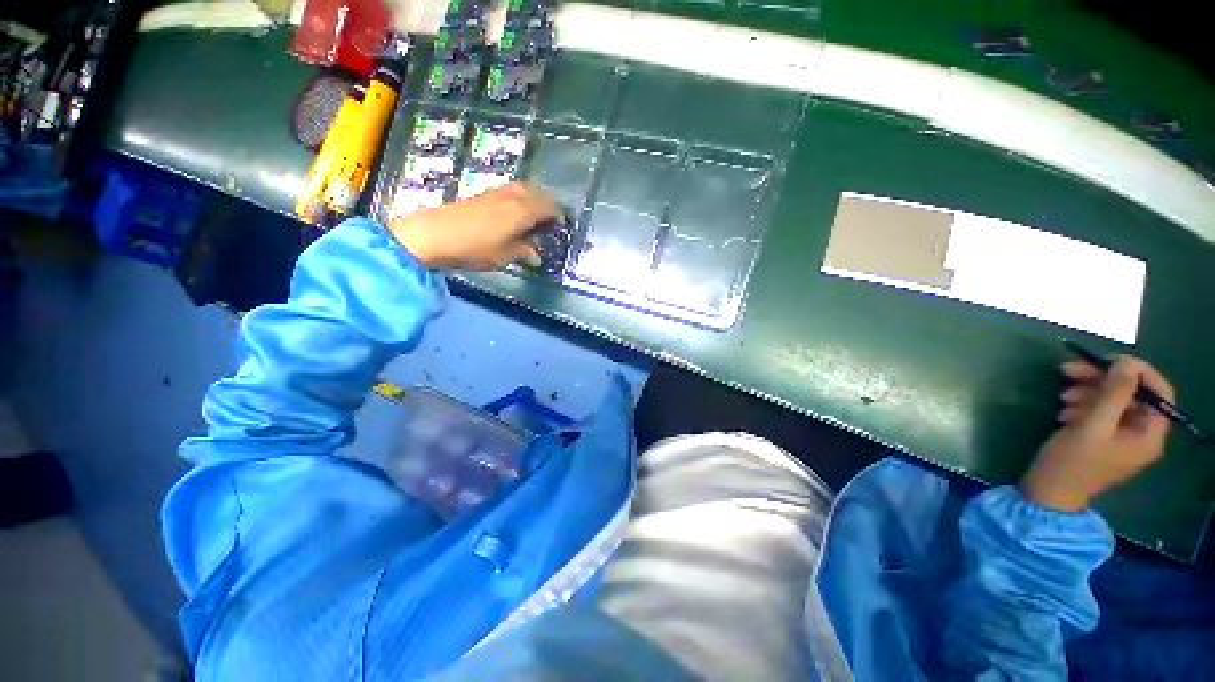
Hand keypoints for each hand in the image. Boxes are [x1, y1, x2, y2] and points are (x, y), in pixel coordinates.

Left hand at [388, 182, 558, 270]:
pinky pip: (509, 190)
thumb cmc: (475, 248)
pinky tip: (513, 211)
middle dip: (547, 203)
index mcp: (522, 211)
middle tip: (550, 219)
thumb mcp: (504, 255)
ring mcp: (495, 192)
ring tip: (533, 214)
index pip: (548, 206)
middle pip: (537, 192)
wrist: (433, 235)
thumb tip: (536, 256)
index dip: (557, 215)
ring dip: (533, 198)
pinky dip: (519, 197)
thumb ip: (523, 252)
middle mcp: (512, 196)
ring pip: (523, 188)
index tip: (561, 226)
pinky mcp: (482, 194)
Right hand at [1020, 356, 1173, 511]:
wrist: (1048, 491)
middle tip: (1069, 370)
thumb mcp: (1092, 426)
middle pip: (1131, 395)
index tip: (1108, 360)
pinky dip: (1083, 405)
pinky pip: (1101, 412)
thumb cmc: (1073, 462)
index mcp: (1149, 435)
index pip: (1159, 393)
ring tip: (1062, 396)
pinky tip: (1064, 410)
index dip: (1139, 372)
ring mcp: (1122, 437)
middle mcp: (1141, 434)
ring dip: (1088, 392)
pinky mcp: (1103, 438)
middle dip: (1103, 380)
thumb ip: (1113, 394)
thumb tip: (1126, 363)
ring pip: (1113, 401)